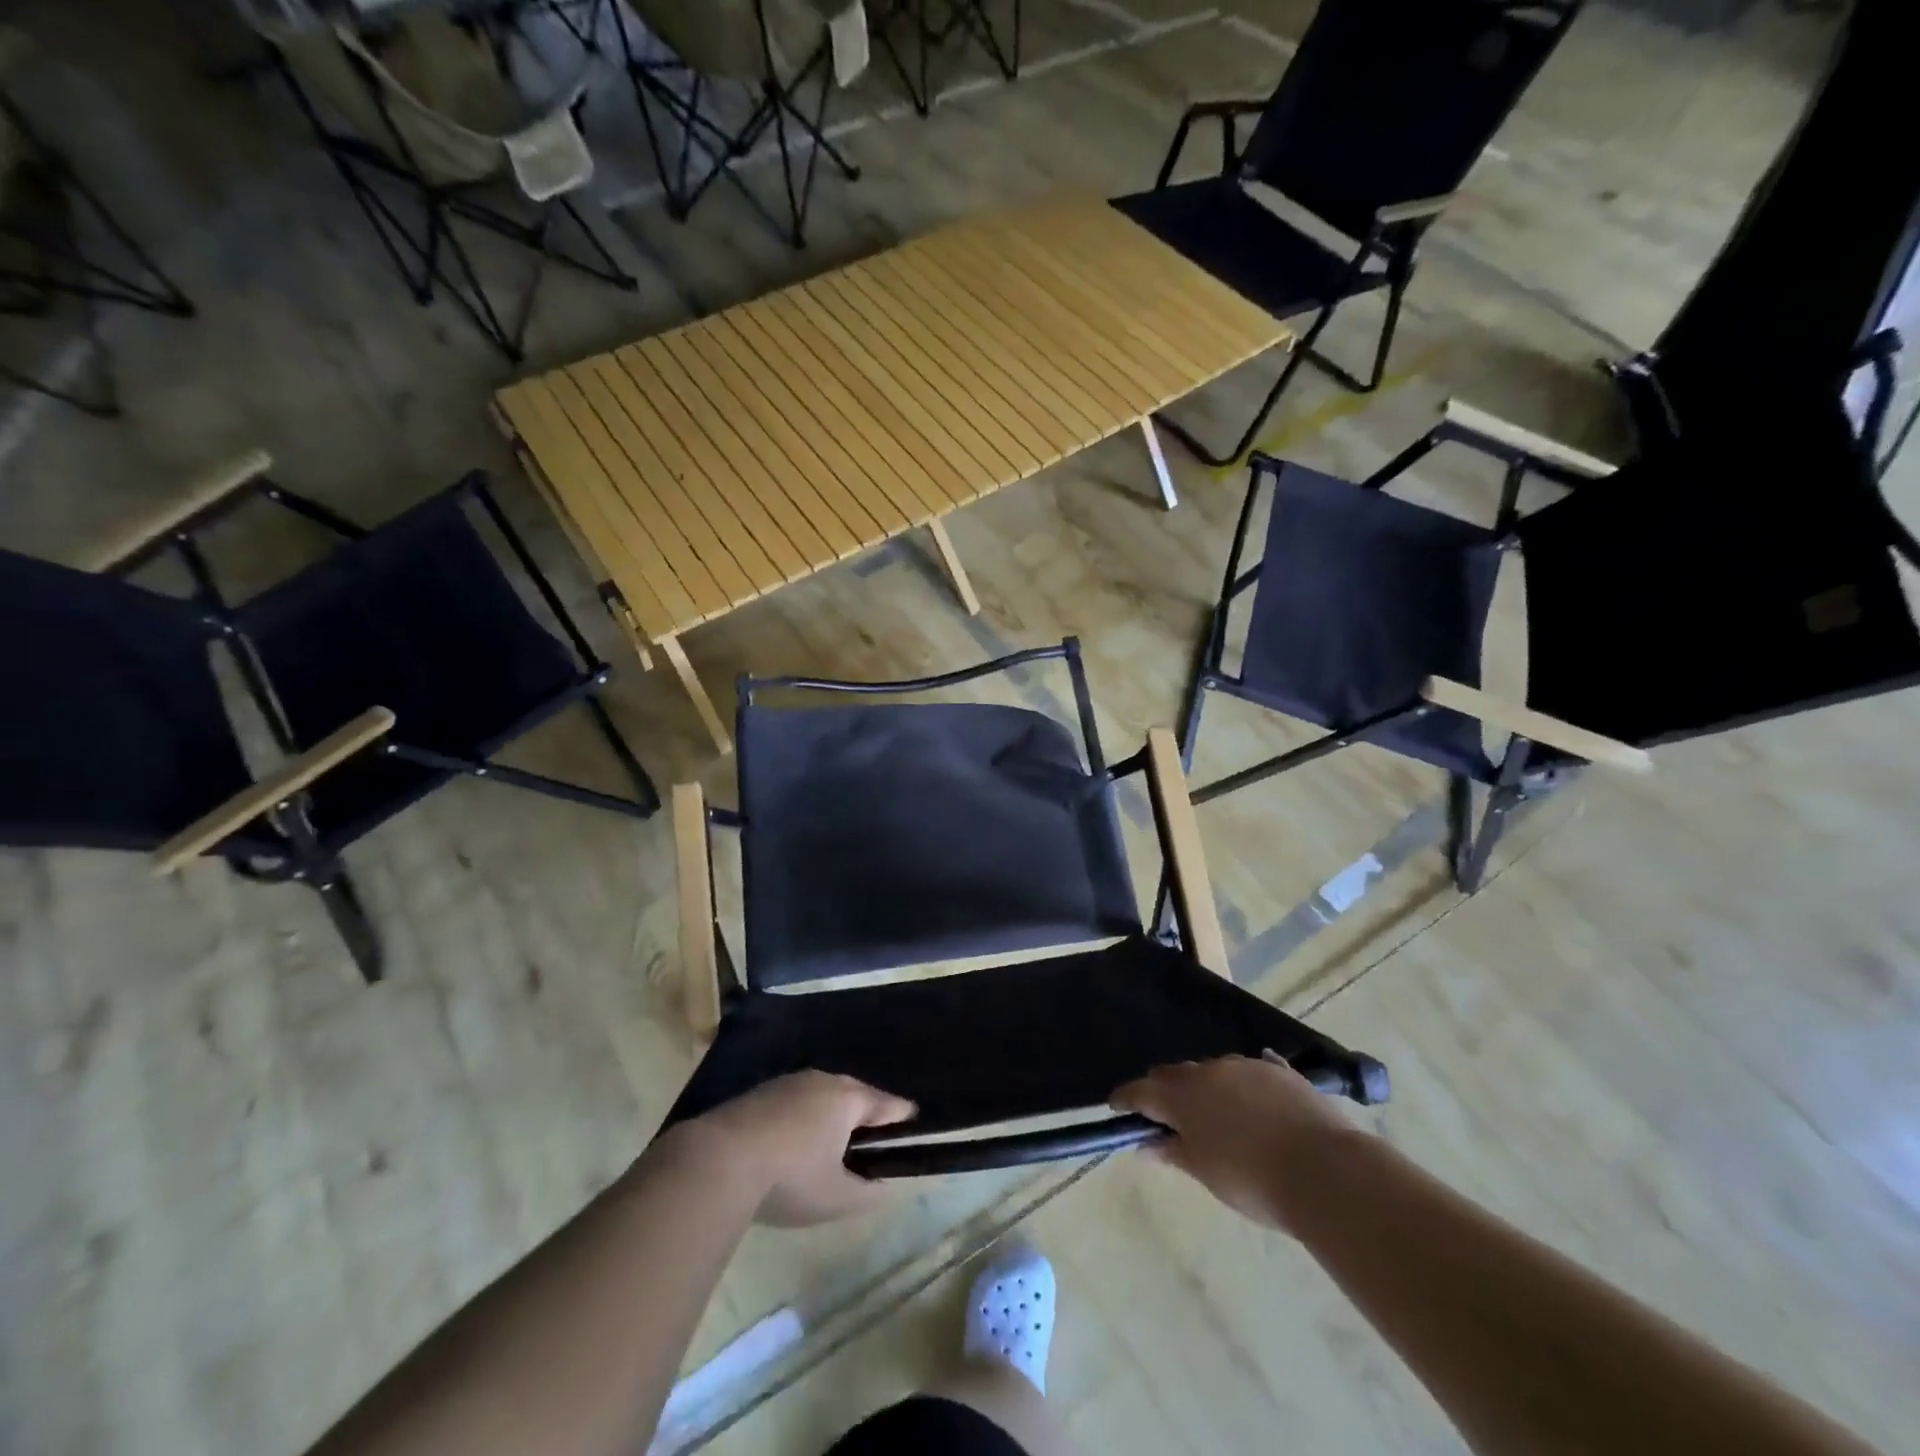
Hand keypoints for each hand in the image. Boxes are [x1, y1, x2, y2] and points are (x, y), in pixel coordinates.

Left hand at [674, 1072, 916, 1227]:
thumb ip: (868, 1193)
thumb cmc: (790, 1177)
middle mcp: (822, 1080)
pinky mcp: (759, 1093)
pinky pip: (795, 1101)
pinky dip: (803, 1117)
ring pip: (822, 1094)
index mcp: (848, 1098)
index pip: (886, 1103)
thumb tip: (886, 1188)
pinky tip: (794, 1140)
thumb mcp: (836, 1198)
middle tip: (871, 1137)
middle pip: (854, 1093)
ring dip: (831, 1114)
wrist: (718, 1160)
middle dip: (865, 1112)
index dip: (901, 1116)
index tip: (912, 1123)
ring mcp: (788, 1083)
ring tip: (833, 1140)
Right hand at [1110, 1054, 1363, 1232]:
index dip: (1127, 1099)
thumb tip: (1145, 1144)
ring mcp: (1246, 1066)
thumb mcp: (1205, 1172)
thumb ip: (1173, 1152)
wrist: (1325, 1171)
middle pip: (1176, 1074)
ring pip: (1213, 1070)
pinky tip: (1252, 1096)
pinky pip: (1252, 1069)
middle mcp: (1209, 1070)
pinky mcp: (1279, 1071)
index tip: (1116, 1106)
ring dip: (1206, 1087)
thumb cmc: (1254, 1180)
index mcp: (1183, 1096)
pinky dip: (1243, 1084)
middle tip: (1165, 1113)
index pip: (1142, 1091)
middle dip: (1165, 1090)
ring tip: (1215, 1113)